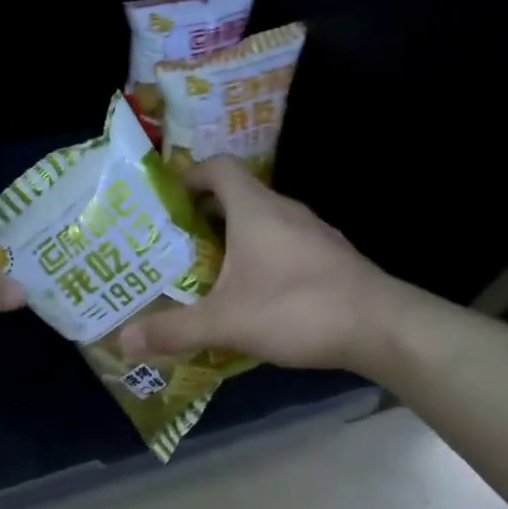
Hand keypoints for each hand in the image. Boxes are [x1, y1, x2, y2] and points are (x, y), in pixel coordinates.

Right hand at [119, 156, 399, 372]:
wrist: (385, 329)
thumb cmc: (298, 308)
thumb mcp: (226, 322)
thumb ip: (174, 329)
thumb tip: (122, 341)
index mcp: (255, 209)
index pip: (218, 168)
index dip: (189, 175)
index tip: (164, 200)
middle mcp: (284, 211)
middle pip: (236, 195)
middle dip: (201, 214)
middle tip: (171, 243)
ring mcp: (312, 233)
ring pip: (261, 222)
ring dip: (231, 237)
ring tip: (203, 269)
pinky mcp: (328, 257)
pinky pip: (282, 244)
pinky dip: (258, 256)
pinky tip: (249, 293)